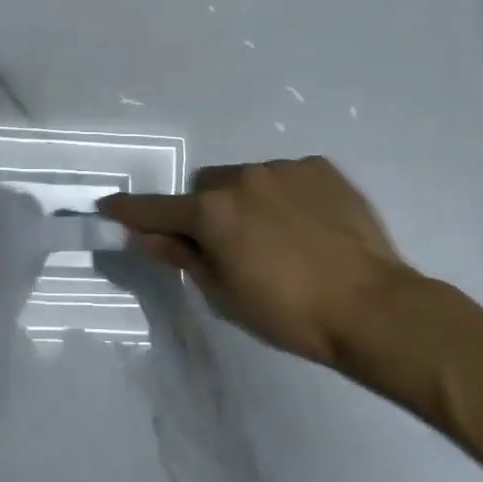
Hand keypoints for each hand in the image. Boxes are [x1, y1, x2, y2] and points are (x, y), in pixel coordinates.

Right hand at [100, 157, 427, 369]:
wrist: (375, 307)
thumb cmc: (290, 314)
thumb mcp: (225, 295)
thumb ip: (181, 257)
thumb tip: (144, 236)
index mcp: (212, 213)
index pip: (156, 209)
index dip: (129, 210)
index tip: (107, 205)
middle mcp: (241, 178)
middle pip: (205, 187)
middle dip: (206, 210)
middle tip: (228, 244)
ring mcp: (283, 168)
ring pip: (246, 179)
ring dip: (247, 201)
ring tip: (279, 237)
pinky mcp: (320, 168)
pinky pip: (286, 177)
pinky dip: (285, 196)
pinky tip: (309, 226)